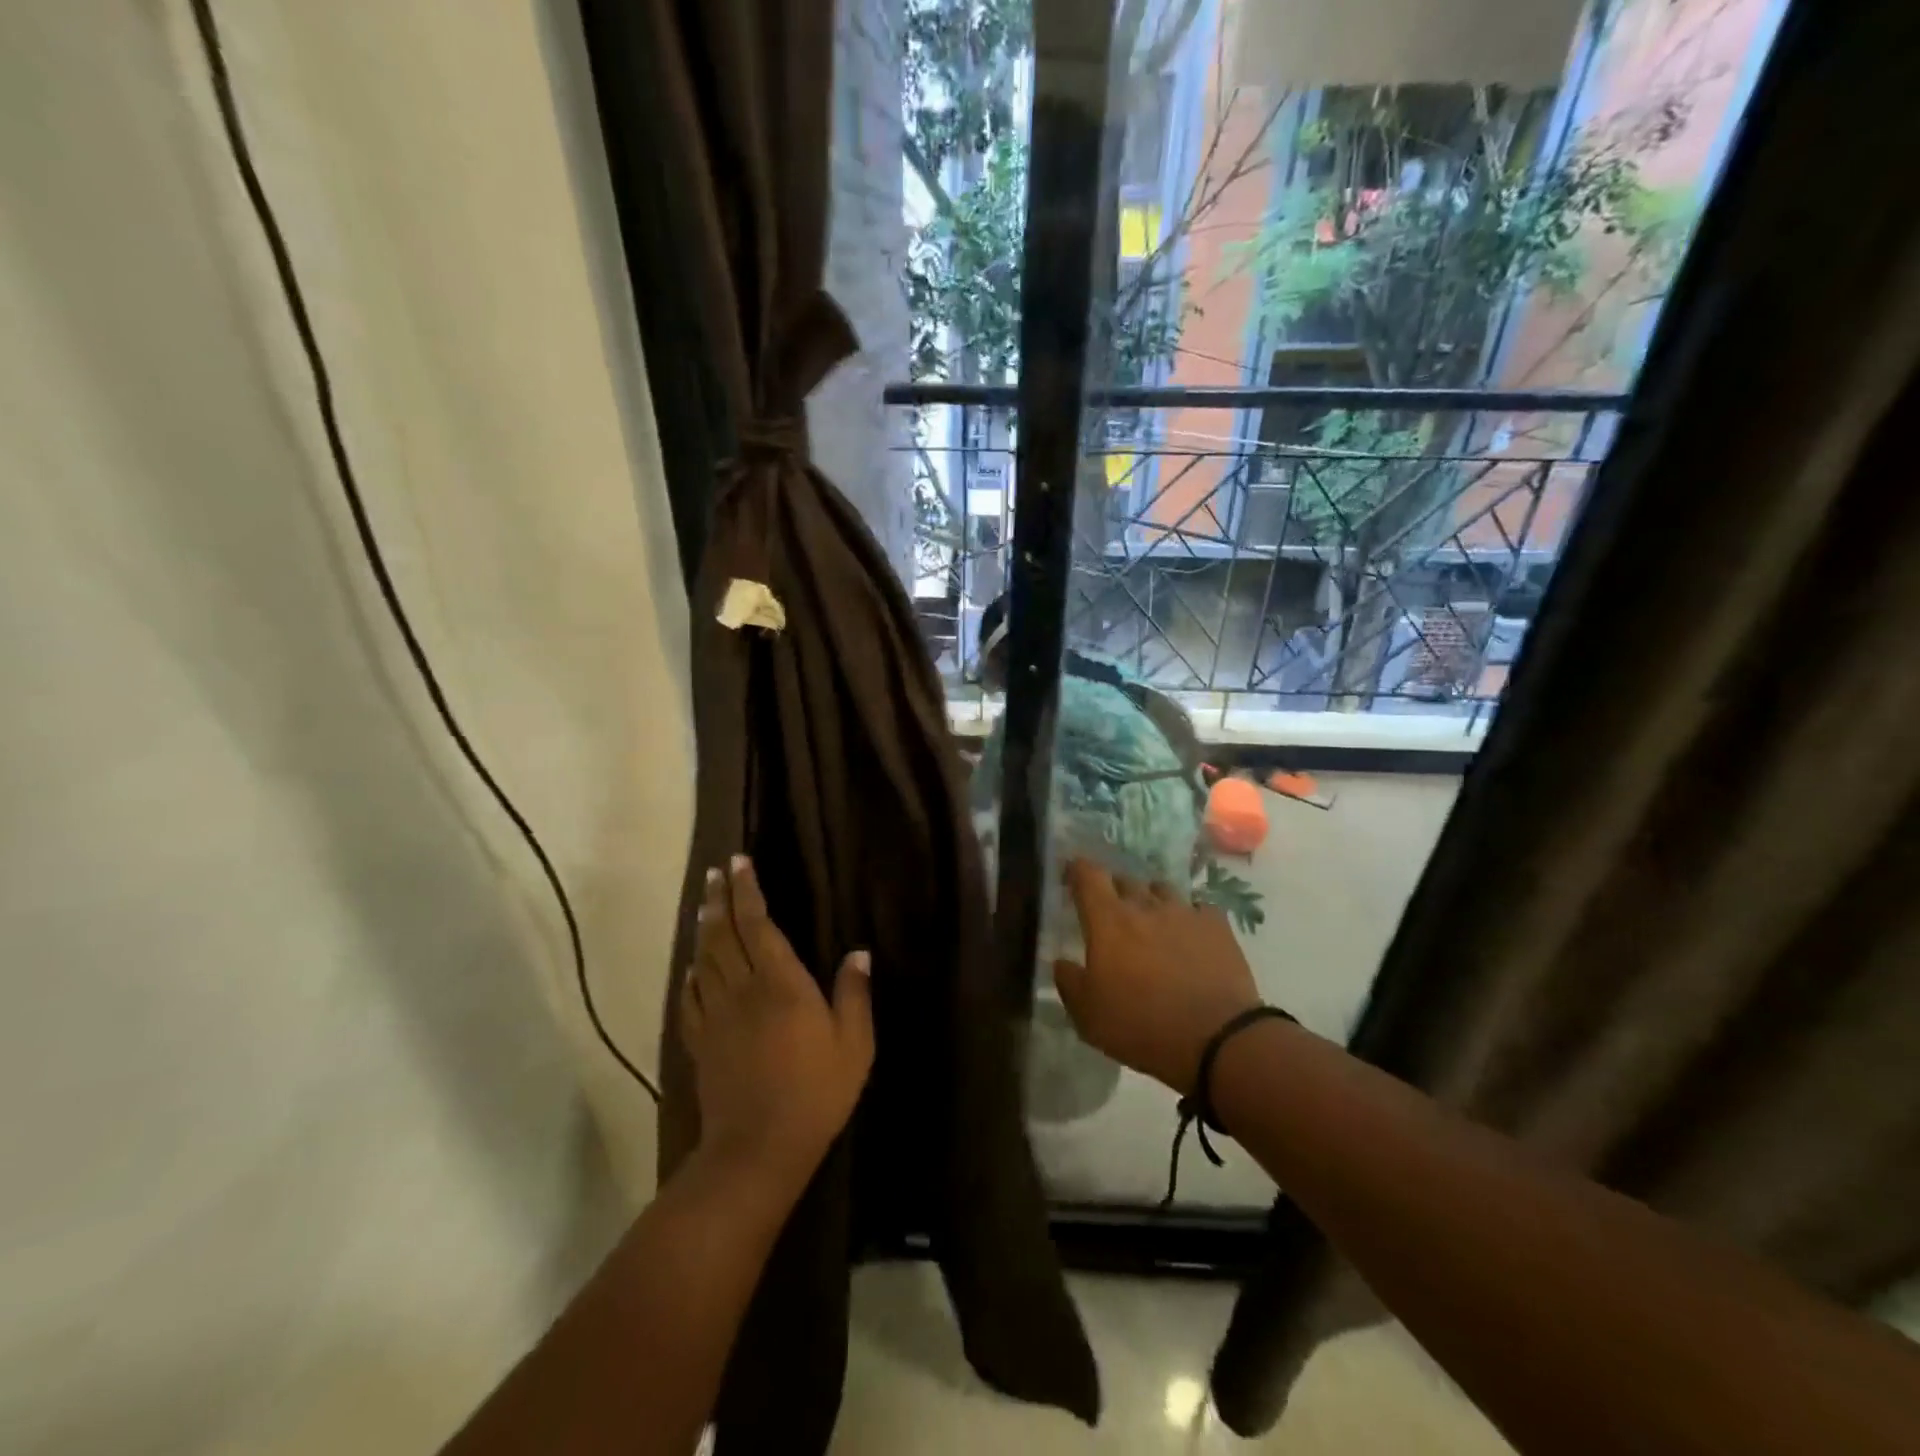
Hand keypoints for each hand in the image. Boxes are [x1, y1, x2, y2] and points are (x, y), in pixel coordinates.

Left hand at [681, 856, 873, 1194]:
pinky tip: (693, 966)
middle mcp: (742, 989)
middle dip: (720, 899)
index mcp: (780, 983)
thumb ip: (854, 994)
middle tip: (716, 872)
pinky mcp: (701, 1041)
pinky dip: (691, 974)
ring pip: (704, 959)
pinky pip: (691, 997)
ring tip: (704, 904)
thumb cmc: (816, 1092)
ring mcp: (716, 1016)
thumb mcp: (854, 1044)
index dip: (747, 891)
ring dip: (703, 927)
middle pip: (723, 934)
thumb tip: (859, 952)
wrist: (758, 1148)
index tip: (739, 863)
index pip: (757, 924)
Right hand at [1054, 858, 1261, 1095]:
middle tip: (1111, 910)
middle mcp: (1145, 906)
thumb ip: (1069, 983)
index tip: (1071, 872)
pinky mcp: (1217, 926)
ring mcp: (1185, 912)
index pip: (1088, 876)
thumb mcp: (1089, 1016)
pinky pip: (1198, 908)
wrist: (1217, 1039)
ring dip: (1151, 900)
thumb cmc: (1142, 1025)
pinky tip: (1190, 934)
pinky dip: (1189, 916)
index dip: (1077, 869)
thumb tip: (1061, 962)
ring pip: (1162, 890)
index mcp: (1108, 921)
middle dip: (1114, 889)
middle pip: (1125, 880)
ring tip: (1152, 920)